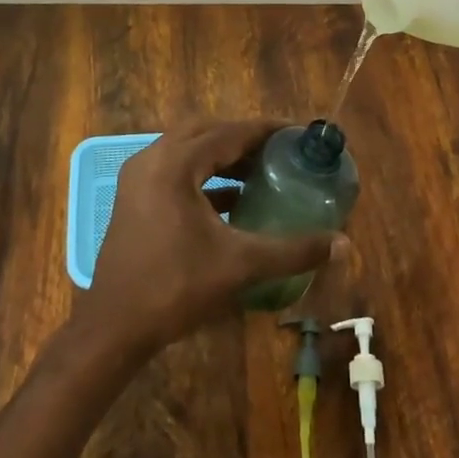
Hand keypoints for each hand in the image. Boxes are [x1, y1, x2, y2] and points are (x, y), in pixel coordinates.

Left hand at [74, 119, 338, 357]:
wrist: (115, 327)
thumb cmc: (176, 287)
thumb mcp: (240, 265)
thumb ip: (293, 250)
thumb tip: (343, 243)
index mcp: (175, 164)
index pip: (229, 132)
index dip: (265, 130)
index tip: (296, 133)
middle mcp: (153, 159)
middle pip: (206, 132)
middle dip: (244, 139)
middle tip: (279, 151)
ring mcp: (138, 178)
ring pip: (187, 150)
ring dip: (222, 156)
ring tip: (260, 170)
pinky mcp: (133, 198)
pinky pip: (174, 170)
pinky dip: (204, 175)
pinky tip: (231, 199)